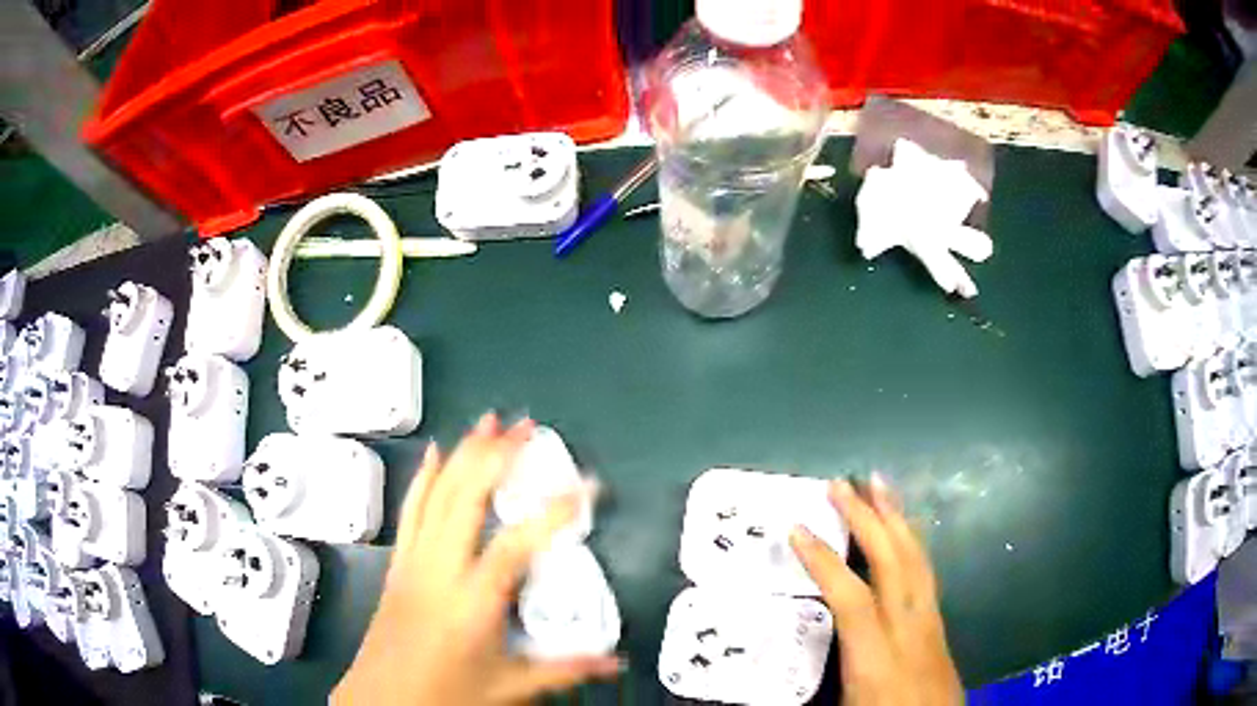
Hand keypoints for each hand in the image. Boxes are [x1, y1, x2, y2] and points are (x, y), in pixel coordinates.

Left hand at [332, 414, 618, 704]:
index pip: (519, 543)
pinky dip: (425, 477)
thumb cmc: (448, 693)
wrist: (383, 699)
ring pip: (438, 494)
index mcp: (474, 601)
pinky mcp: (399, 562)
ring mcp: (414, 560)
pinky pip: (411, 510)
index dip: (555, 511)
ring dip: (464, 454)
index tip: (586, 484)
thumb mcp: (511, 685)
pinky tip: (436, 452)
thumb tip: (617, 663)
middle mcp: (441, 569)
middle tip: (527, 426)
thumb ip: (565, 668)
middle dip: (498, 456)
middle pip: (468, 498)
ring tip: (488, 422)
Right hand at [790, 474, 962, 704]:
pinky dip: (913, 539)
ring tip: (879, 484)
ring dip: (895, 517)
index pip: (851, 598)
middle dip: (866, 518)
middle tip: (842, 484)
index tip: (797, 530)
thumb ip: (823, 673)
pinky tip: (905, 528)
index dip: (824, 562)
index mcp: (877, 656)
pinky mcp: (939, 620)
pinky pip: (926, 569)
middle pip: (891, 562)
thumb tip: (786, 657)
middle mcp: (908, 628)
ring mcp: (929, 619)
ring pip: (915, 558)